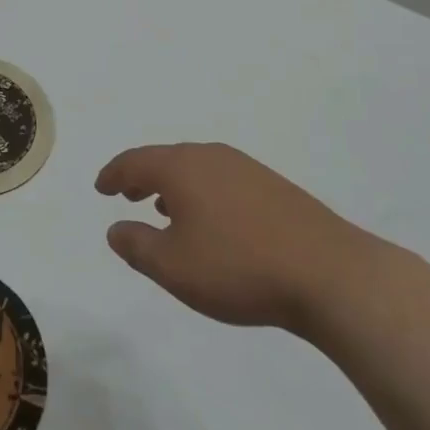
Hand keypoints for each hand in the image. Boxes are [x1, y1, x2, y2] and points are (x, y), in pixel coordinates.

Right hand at [96, 142, 380, 336]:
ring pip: (195, 168)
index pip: (135, 161)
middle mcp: (210, 156)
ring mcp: (245, 168)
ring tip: (163, 207)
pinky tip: (210, 220)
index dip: (113, 174)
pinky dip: (201, 192)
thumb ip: (137, 245)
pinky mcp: (273, 187)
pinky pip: (220, 179)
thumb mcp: (173, 267)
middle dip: (142, 175)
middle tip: (126, 192)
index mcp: (181, 167)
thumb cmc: (238, 267)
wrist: (329, 273)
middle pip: (165, 159)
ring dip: (173, 185)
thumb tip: (115, 228)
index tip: (101, 187)